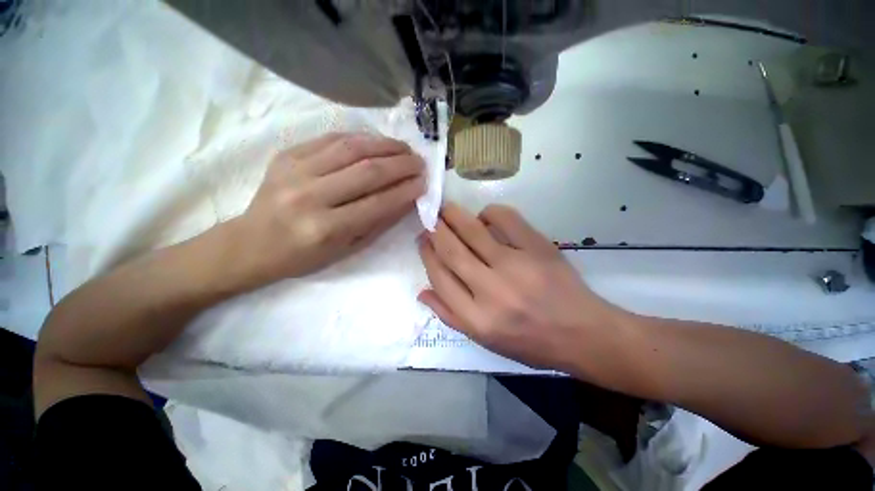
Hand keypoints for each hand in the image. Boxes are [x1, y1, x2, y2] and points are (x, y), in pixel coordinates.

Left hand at [232, 133, 424, 287]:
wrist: (252, 243)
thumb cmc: (304, 256)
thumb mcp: (347, 249)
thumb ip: (378, 223)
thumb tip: (406, 198)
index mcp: (326, 229)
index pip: (378, 203)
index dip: (406, 190)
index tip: (424, 183)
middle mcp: (310, 197)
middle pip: (367, 171)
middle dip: (401, 164)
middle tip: (419, 162)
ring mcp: (295, 171)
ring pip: (351, 148)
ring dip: (385, 145)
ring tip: (404, 148)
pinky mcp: (286, 155)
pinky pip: (330, 138)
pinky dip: (360, 138)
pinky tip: (377, 141)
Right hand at [418, 202, 624, 371]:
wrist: (581, 333)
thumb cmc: (529, 341)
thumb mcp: (484, 340)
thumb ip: (450, 316)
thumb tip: (422, 291)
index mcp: (476, 318)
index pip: (439, 277)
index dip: (427, 254)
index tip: (423, 240)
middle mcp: (491, 291)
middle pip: (452, 250)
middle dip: (435, 230)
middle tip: (429, 218)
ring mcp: (516, 266)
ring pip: (473, 231)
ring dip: (454, 216)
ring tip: (446, 209)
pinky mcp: (537, 248)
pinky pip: (506, 219)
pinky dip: (490, 213)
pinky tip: (485, 216)